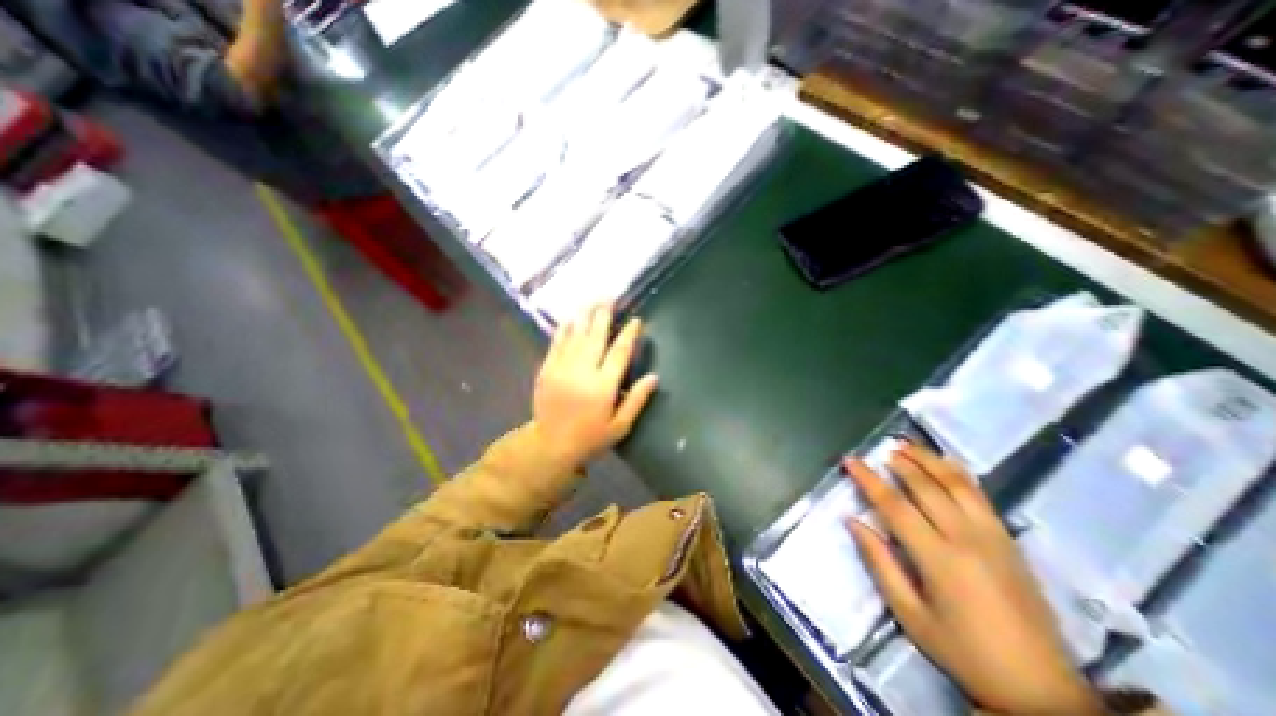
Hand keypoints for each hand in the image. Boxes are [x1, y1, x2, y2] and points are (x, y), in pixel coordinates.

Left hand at [532, 306, 662, 471]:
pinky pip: (557, 344)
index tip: (635, 320)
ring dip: (585, 316)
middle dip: (604, 315)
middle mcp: (583, 372)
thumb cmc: (590, 438)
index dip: (629, 334)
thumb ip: (636, 400)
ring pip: (576, 335)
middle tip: (609, 298)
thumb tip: (654, 377)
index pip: (620, 352)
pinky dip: (564, 329)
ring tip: (592, 300)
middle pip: (596, 337)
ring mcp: (562, 368)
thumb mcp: (620, 426)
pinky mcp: (547, 369)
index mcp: (603, 387)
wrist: (551, 445)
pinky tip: (570, 318)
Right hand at [844, 442, 1103, 715]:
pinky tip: (945, 463)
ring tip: (906, 446)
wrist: (1043, 690)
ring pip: (957, 484)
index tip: (850, 461)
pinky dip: (958, 473)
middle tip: (878, 450)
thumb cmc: (964, 652)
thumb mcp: (910, 614)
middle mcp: (967, 538)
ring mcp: (993, 536)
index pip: (894, 505)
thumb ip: (879, 563)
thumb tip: (853, 521)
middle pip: (927, 487)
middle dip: (899, 463)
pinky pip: (980, 495)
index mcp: (939, 559)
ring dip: (929, 460)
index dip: (869, 480)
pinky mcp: (1010, 541)